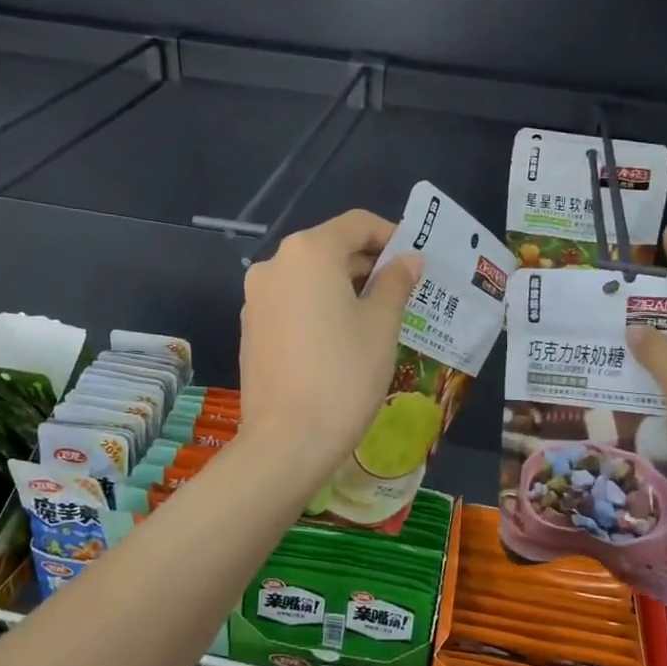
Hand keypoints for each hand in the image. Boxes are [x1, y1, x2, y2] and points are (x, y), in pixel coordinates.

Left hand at [237, 210, 423, 488]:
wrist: (287, 441)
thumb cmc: (344, 374)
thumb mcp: (382, 325)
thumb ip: (396, 282)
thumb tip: (408, 259)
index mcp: (309, 252)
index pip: (357, 224)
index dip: (391, 236)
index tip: (415, 261)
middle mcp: (276, 264)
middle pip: (330, 248)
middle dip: (368, 264)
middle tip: (403, 291)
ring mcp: (257, 297)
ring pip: (309, 277)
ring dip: (344, 286)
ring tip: (376, 316)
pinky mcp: (251, 328)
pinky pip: (292, 302)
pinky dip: (319, 307)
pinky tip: (341, 338)